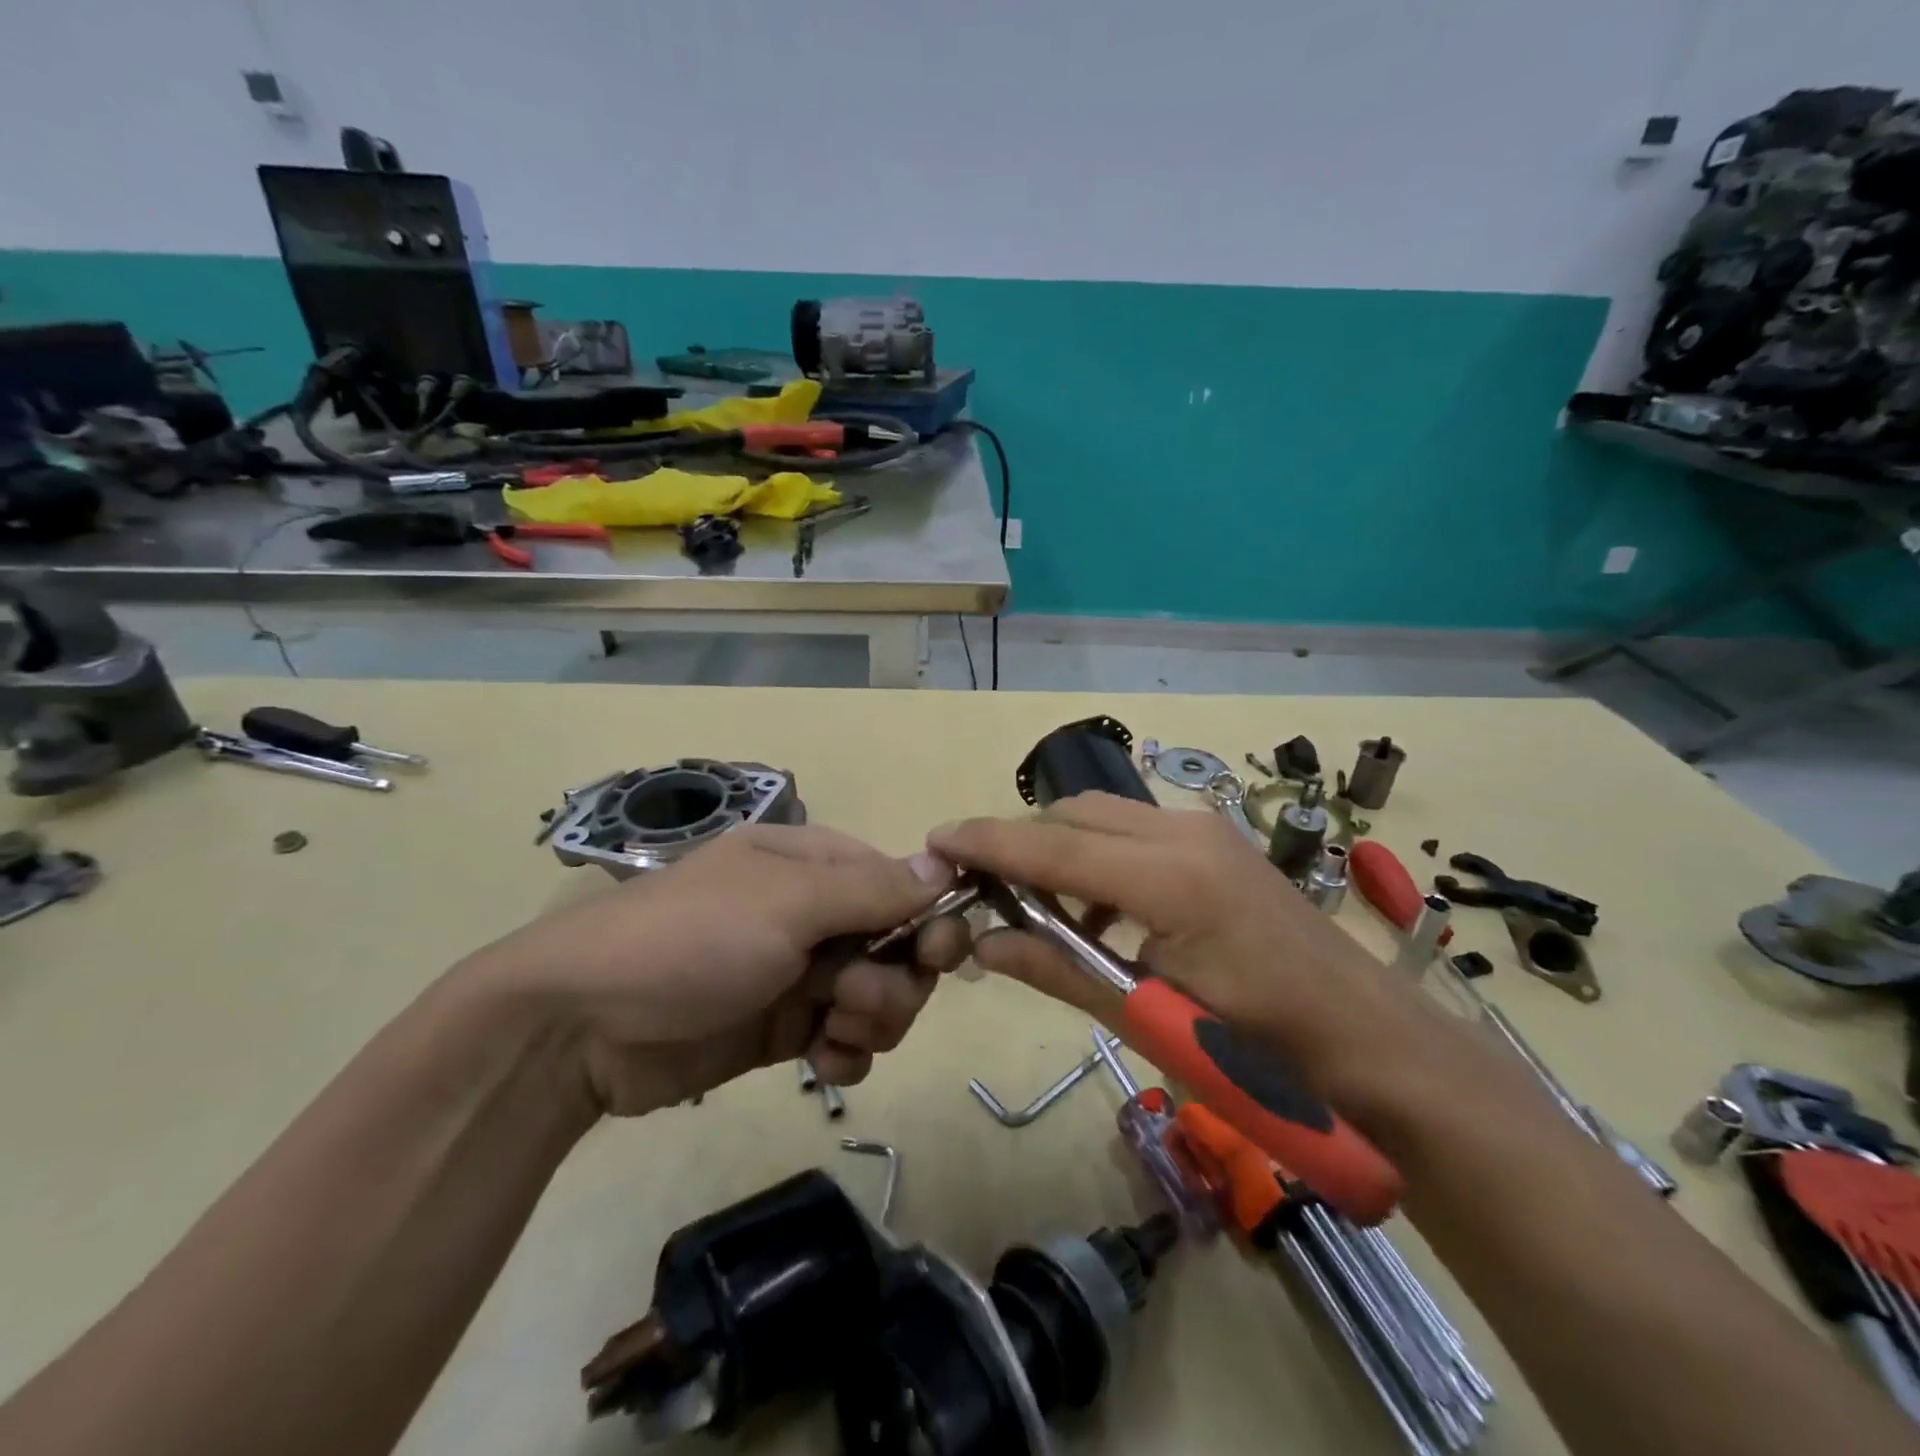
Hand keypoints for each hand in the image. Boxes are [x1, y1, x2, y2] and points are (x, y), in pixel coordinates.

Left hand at [464, 825, 965, 1115]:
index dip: (928, 920)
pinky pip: (848, 1040)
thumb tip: (948, 864)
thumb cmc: (691, 939)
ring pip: (880, 997)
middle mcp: (815, 914)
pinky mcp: (784, 1029)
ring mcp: (799, 973)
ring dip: (872, 1020)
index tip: (937, 957)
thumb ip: (873, 889)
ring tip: (828, 1031)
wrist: (580, 1027)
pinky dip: (847, 1054)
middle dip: (894, 980)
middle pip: (899, 947)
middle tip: (852, 997)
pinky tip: (820, 1064)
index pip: (903, 885)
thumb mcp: (786, 902)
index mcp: (816, 865)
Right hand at [927, 794, 1432, 1108]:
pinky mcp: (1218, 843)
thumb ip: (1060, 970)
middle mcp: (1184, 833)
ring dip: (1061, 850)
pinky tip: (1098, 911)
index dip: (989, 842)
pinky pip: (1136, 831)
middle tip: (983, 887)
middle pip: (1074, 816)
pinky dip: (1099, 857)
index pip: (1053, 847)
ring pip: (1104, 816)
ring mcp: (1207, 831)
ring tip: (1039, 908)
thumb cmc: (1263, 1051)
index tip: (937, 839)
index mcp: (1169, 879)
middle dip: (1021, 843)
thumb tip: (984, 943)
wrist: (1372, 1043)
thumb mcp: (1150, 1015)